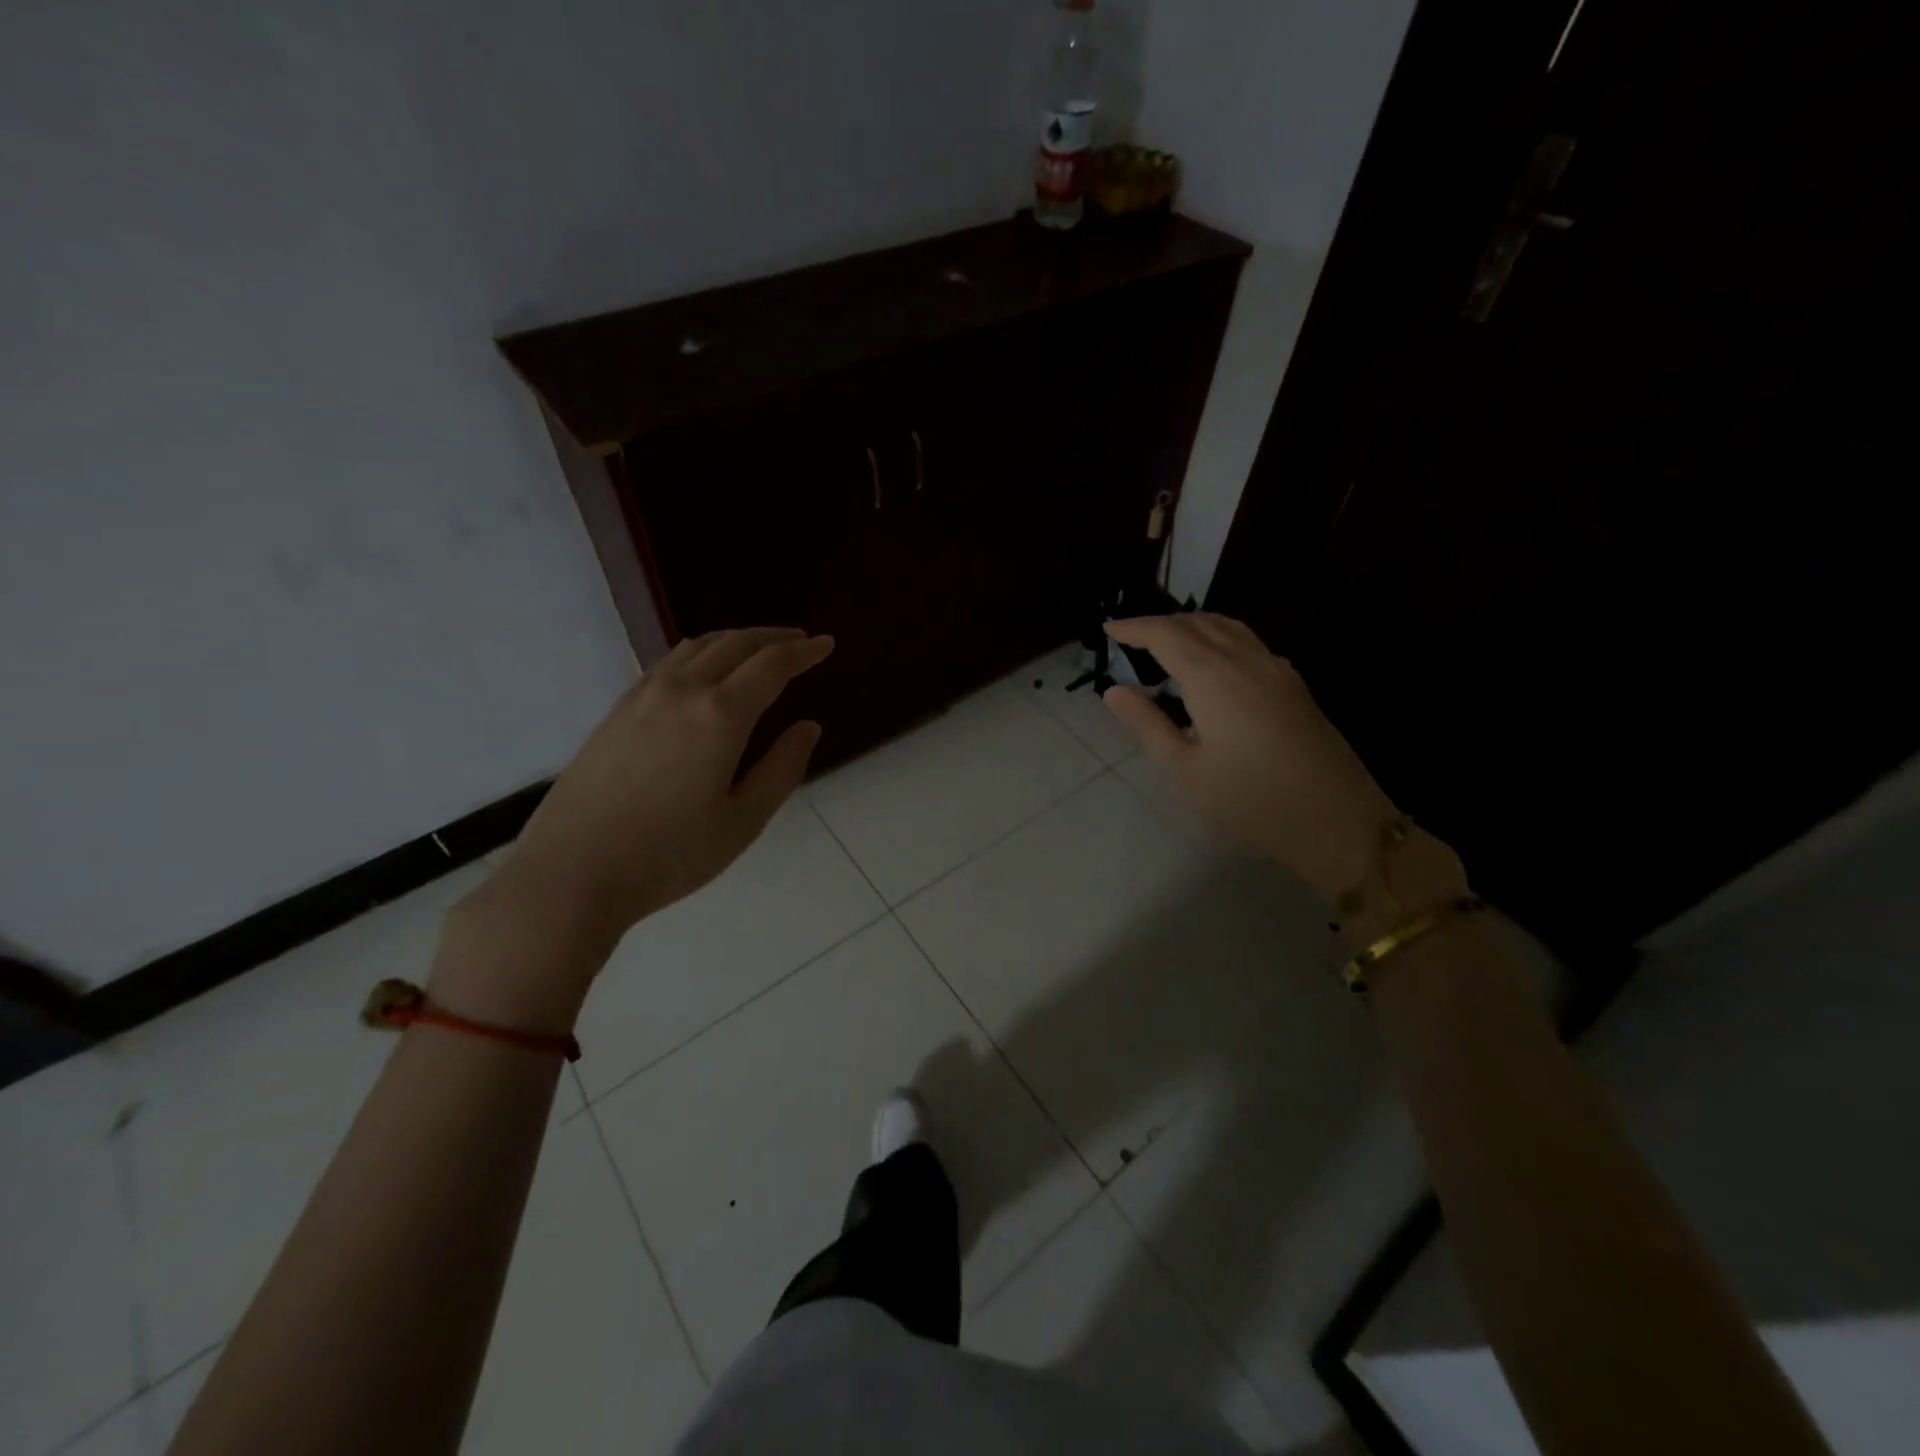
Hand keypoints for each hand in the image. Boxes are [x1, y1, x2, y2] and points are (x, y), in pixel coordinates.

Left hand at [435, 628, 832, 1028]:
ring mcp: (642, 696)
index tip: (826, 644)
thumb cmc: (669, 855)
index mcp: (720, 715)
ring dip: (735, 639)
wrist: (571, 873)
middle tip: (800, 639)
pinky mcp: (616, 710)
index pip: (772, 666)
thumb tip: (808, 727)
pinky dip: (700, 653)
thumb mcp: (743, 821)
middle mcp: (682, 690)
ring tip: (758, 648)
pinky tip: (703, 671)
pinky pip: (668, 663)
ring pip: (697, 647)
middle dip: (773, 637)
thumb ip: (782, 769)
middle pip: (735, 643)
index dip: (804, 652)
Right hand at [1101, 613, 1397, 901]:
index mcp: (1213, 676)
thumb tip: (1114, 691)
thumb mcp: (1185, 770)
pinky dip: (1219, 638)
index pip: (1166, 634)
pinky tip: (1214, 664)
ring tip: (1168, 642)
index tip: (1109, 629)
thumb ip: (1148, 725)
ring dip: (1193, 626)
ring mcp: (1277, 670)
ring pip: (1229, 628)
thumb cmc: (1250, 800)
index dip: (1135, 627)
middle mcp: (1246, 660)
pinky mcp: (1294, 687)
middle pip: (1199, 623)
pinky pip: (1249, 643)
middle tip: (1132, 637)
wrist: (1337, 821)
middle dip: (1161, 623)